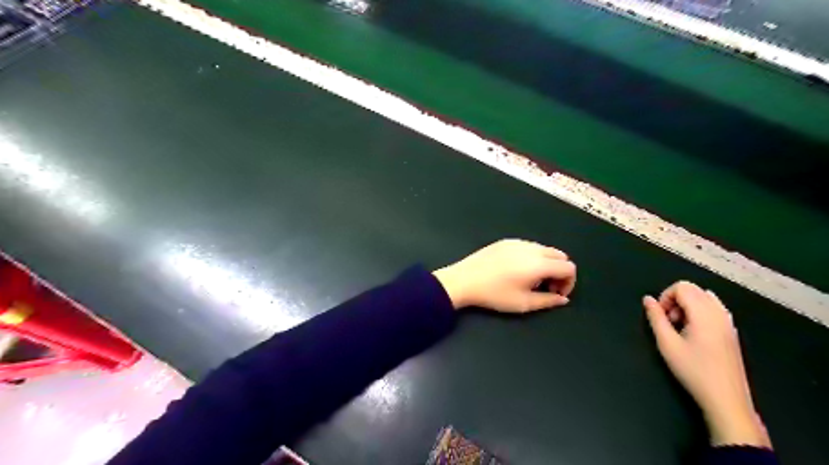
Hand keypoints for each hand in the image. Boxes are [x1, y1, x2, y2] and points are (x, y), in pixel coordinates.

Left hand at [435, 239, 578, 311]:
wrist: (464, 280)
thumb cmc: (494, 294)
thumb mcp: (523, 303)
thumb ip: (548, 301)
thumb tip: (563, 298)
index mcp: (539, 263)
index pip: (569, 267)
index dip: (569, 282)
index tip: (556, 294)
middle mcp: (532, 248)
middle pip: (560, 255)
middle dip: (559, 272)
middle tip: (546, 287)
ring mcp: (518, 242)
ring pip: (544, 249)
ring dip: (547, 264)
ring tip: (531, 280)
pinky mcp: (506, 241)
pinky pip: (529, 246)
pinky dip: (533, 257)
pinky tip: (517, 270)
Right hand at [640, 281, 770, 448]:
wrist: (726, 398)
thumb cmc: (693, 370)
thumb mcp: (667, 344)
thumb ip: (655, 317)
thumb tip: (647, 299)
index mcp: (704, 313)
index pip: (682, 287)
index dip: (665, 296)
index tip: (660, 316)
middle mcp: (719, 312)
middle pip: (693, 289)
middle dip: (675, 300)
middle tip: (668, 322)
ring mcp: (728, 322)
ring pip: (703, 297)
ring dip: (687, 305)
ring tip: (680, 327)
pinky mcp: (731, 331)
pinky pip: (713, 308)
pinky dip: (699, 312)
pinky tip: (693, 332)